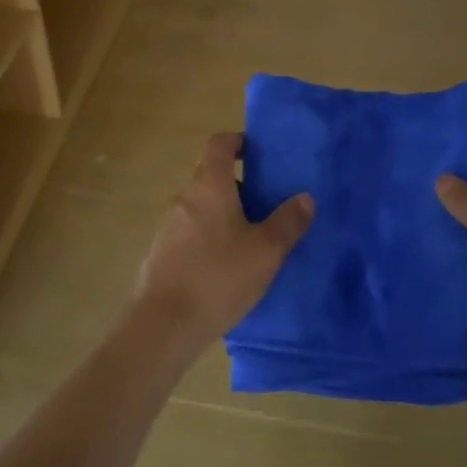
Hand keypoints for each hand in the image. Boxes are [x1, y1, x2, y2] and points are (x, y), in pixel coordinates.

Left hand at [134, 133, 313, 352]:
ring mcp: (168, 228)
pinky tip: (225, 270)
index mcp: (209, 186)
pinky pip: (190, 236)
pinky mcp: (161, 256)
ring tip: (250, 241)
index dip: (238, 141)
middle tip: (266, 205)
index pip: (219, 144)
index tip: (258, 153)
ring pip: (200, 209)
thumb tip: (305, 197)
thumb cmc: (219, 276)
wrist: (164, 325)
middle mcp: (185, 199)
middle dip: (238, 186)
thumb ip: (288, 221)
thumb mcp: (266, 250)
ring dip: (223, 216)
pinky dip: (208, 240)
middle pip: (210, 177)